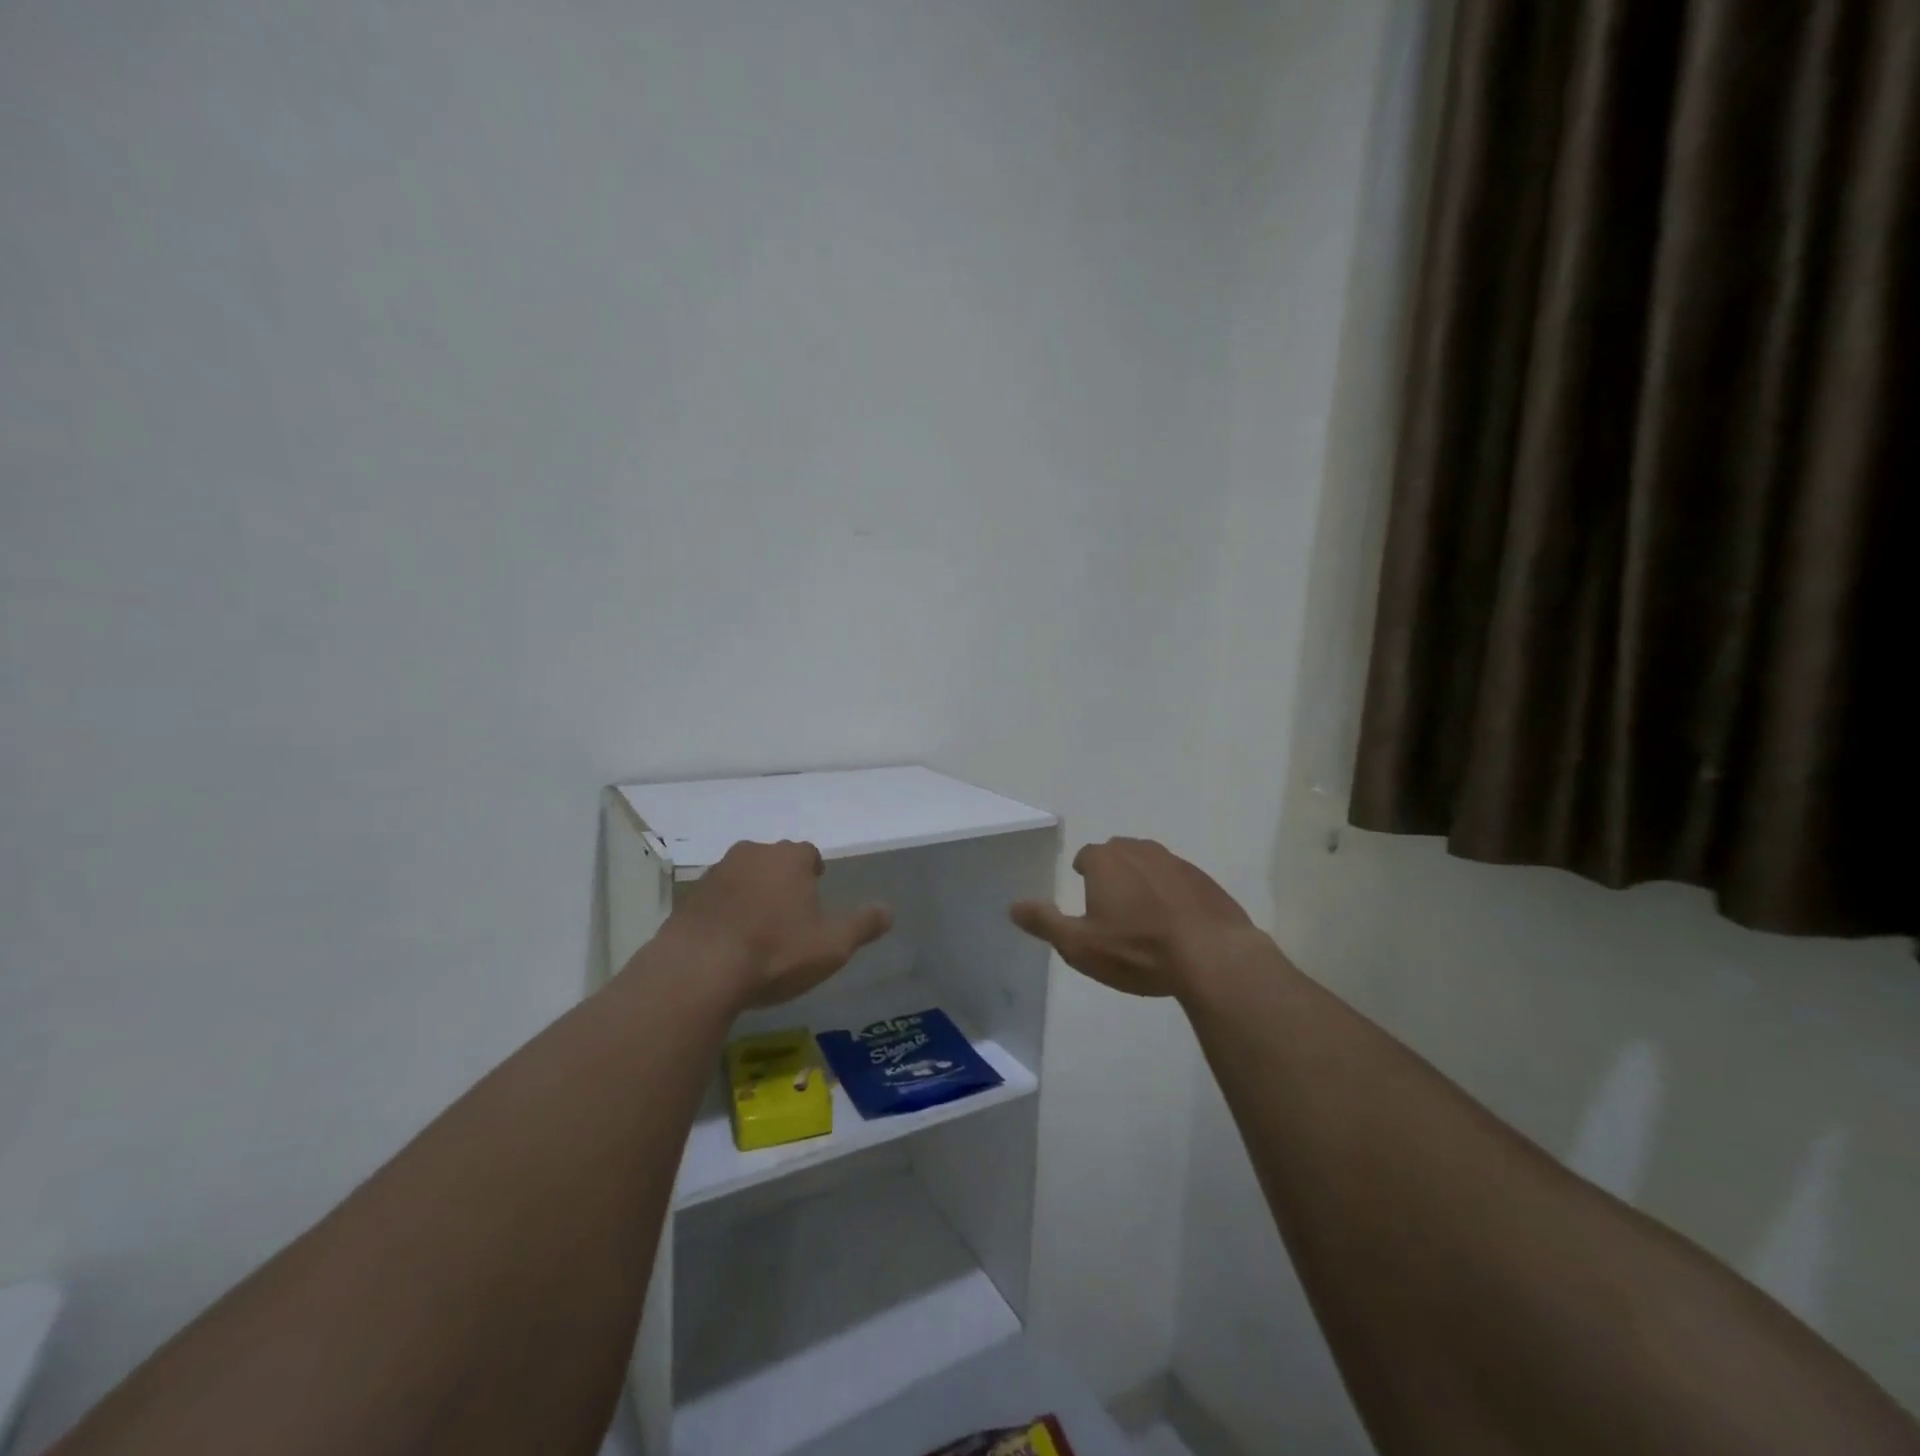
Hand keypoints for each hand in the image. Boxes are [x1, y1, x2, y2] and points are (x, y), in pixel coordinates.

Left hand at [666, 840, 891, 1008]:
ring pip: (742, 876)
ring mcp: (716, 874)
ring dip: (751, 893)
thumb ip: (862, 926)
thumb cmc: (775, 952)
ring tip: (757, 928)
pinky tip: (727, 941)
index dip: (814, 873)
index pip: (808, 854)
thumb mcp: (832, 946)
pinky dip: (724, 911)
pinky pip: (716, 899)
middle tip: (789, 912)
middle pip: (774, 861)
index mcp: (790, 859)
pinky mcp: (688, 897)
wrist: (698, 970)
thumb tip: (889, 911)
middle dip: (782, 880)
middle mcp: (753, 854)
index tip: (815, 894)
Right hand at [1010, 837, 1260, 997]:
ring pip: (1150, 863)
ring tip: (1143, 914)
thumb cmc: (1138, 950)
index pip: (1086, 855)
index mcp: (1107, 861)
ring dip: (1143, 881)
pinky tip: (1176, 922)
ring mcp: (1177, 863)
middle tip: (1111, 905)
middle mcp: (1140, 851)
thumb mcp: (1079, 945)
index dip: (1083, 873)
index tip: (1086, 894)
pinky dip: (1172, 894)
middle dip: (1112, 872)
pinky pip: (1179, 880)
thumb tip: (1012, 906)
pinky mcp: (1205, 880)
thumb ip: (1044, 923)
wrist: (1213, 957)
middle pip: (1118, 853)